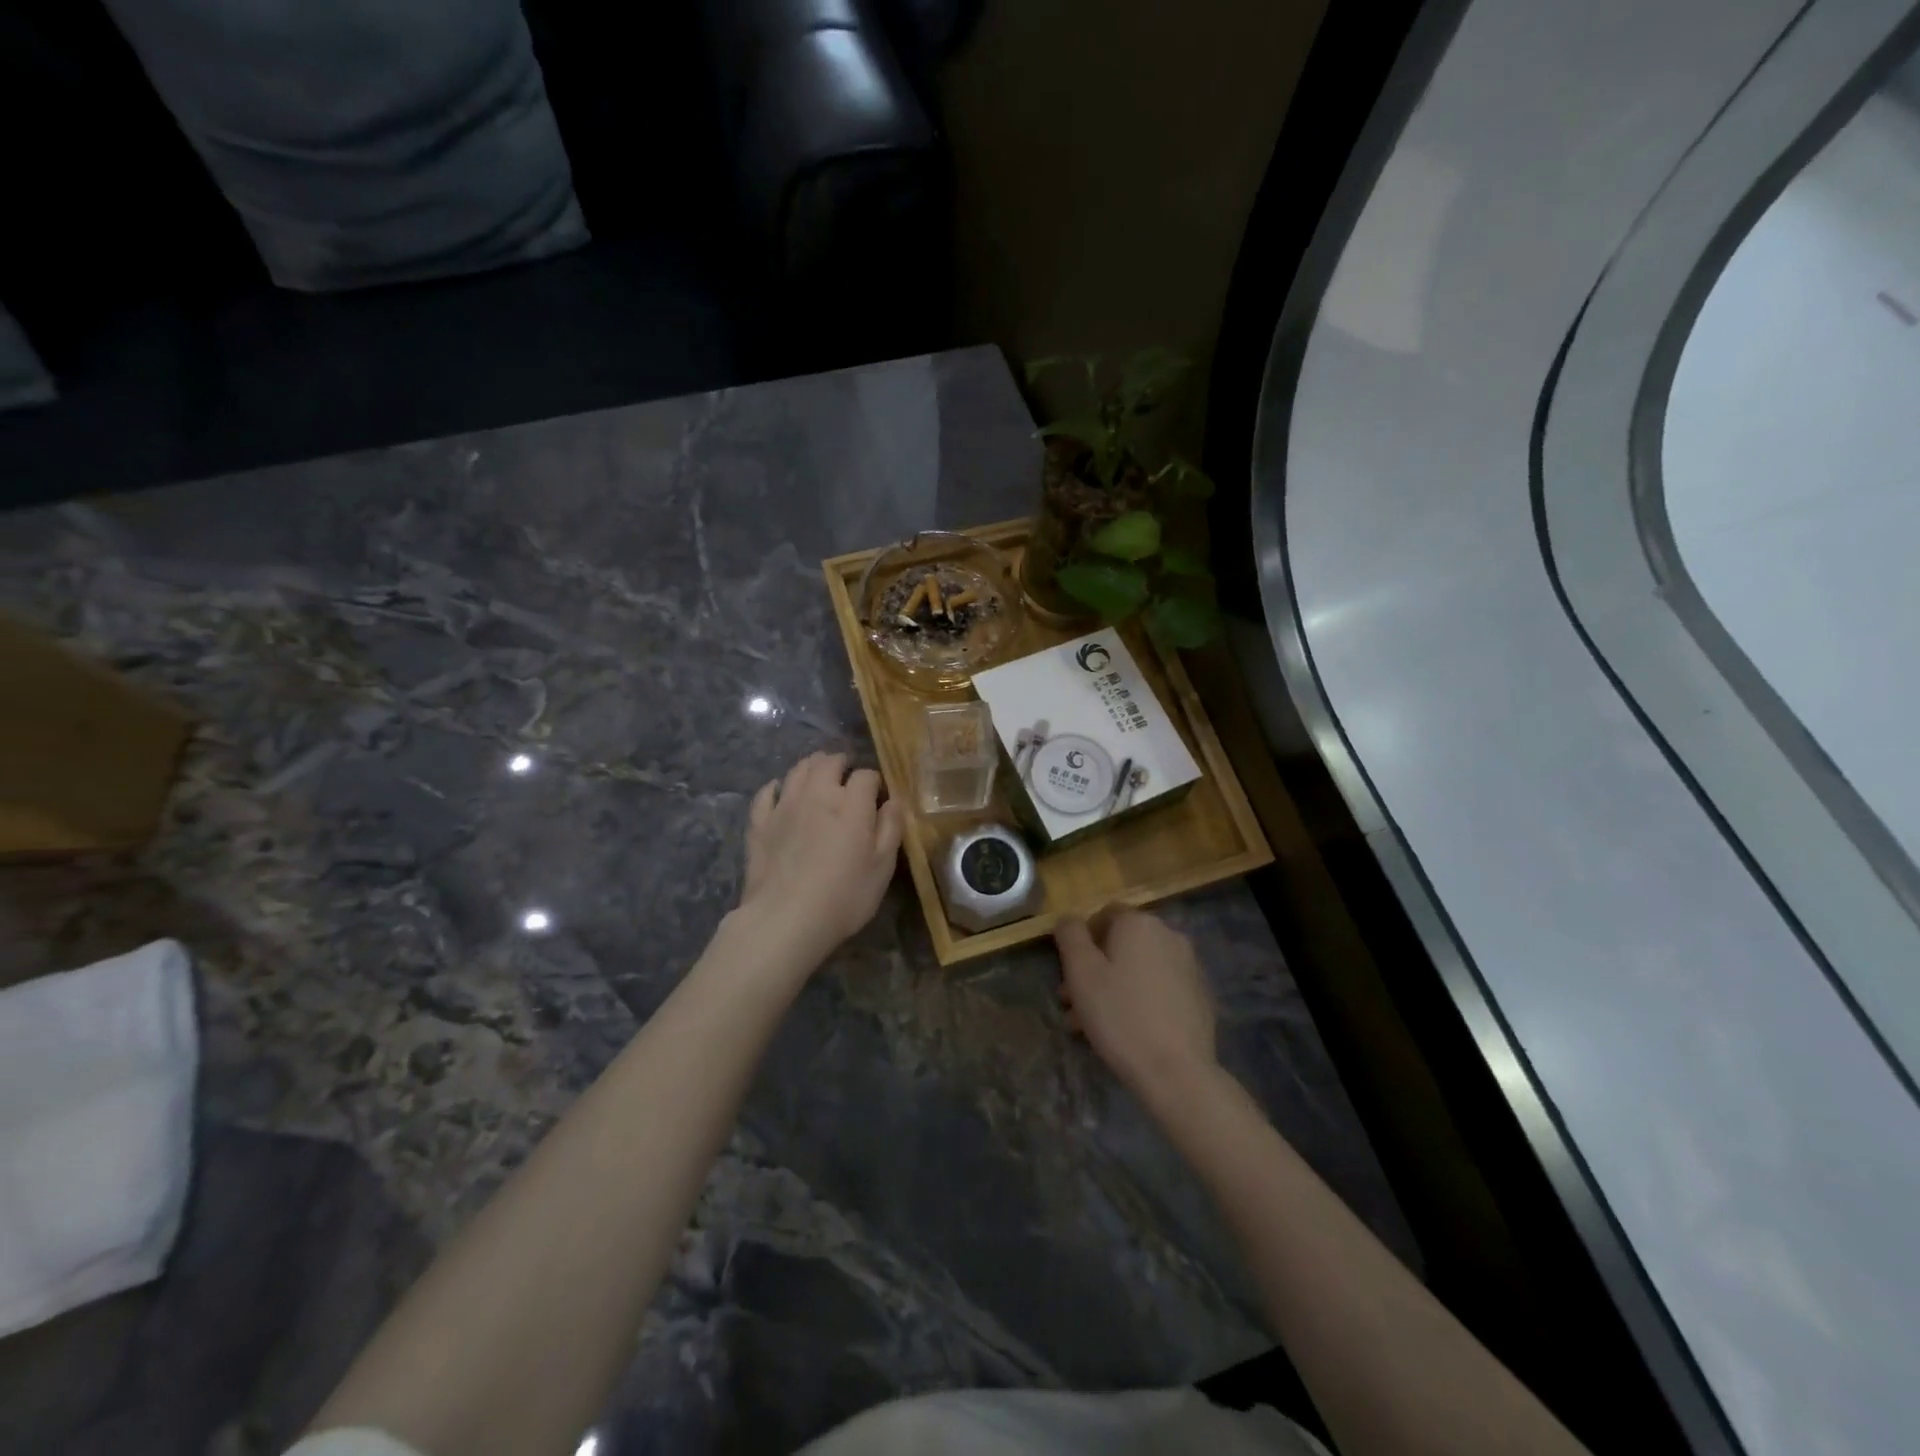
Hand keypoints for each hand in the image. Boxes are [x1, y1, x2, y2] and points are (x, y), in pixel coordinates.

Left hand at [739, 752, 905, 970]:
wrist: (785, 919)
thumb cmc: (844, 896)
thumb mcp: (882, 867)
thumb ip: (891, 828)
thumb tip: (895, 800)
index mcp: (851, 804)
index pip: (866, 775)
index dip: (874, 782)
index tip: (877, 796)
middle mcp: (817, 794)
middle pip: (828, 762)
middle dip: (841, 763)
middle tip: (847, 775)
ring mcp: (784, 806)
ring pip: (798, 770)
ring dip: (812, 766)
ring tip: (819, 774)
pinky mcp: (760, 823)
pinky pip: (767, 793)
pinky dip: (777, 787)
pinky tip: (780, 792)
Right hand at [1055, 908, 1217, 1107]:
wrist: (1176, 1071)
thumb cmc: (1120, 1015)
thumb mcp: (1081, 972)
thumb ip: (1070, 935)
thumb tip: (1069, 919)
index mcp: (1139, 923)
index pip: (1103, 915)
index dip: (1082, 941)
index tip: (1070, 973)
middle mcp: (1168, 935)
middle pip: (1121, 944)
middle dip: (1095, 969)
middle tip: (1073, 1004)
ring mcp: (1189, 966)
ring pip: (1138, 968)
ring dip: (1113, 987)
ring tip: (1092, 1025)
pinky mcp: (1199, 996)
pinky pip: (1159, 988)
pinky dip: (1141, 1000)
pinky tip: (1127, 1031)